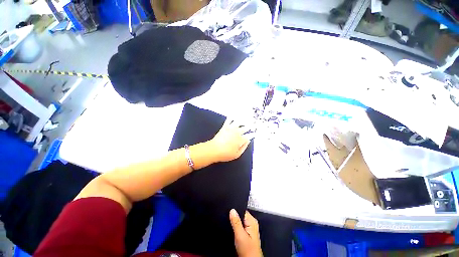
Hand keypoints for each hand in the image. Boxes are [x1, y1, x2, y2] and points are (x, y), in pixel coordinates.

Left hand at [209, 119, 252, 161]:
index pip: (249, 136)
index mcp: (241, 139)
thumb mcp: (237, 154)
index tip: (255, 133)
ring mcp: (231, 128)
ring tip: (247, 117)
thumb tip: (248, 140)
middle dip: (250, 126)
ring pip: (239, 122)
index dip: (253, 134)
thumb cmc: (226, 154)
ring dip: (243, 120)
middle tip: (253, 124)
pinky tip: (234, 114)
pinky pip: (229, 120)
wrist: (214, 149)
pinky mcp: (225, 126)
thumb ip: (244, 147)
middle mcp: (237, 132)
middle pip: (245, 128)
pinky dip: (232, 116)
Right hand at [230, 209, 262, 256]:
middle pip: (240, 215)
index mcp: (252, 221)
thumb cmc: (248, 251)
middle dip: (234, 217)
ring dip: (234, 223)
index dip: (234, 210)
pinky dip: (235, 228)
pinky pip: (239, 226)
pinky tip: (233, 231)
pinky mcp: (246, 234)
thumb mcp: (240, 235)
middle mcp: (251, 224)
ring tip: (230, 226)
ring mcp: (249, 229)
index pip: (242, 210)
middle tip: (228, 221)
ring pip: (239, 221)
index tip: (228, 211)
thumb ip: (236, 222)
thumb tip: (232, 210)